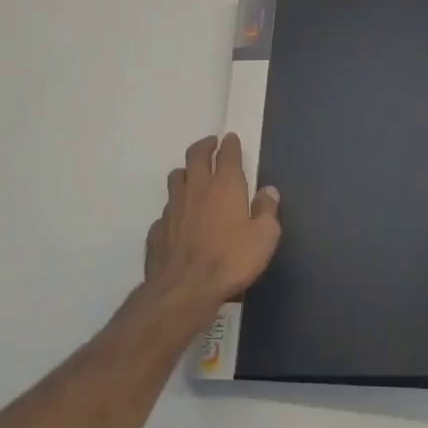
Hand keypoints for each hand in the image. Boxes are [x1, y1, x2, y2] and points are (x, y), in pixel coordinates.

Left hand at [143, 134, 281, 320]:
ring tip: (192, 175)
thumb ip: (267, 211)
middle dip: (204, 146)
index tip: (230, 138)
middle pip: (195, 156)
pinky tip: (179, 218)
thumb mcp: (264, 237)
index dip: (230, 144)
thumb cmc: (231, 259)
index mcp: (225, 186)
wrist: (185, 289)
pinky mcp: (158, 229)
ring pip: (176, 178)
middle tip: (210, 143)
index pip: (227, 155)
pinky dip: (174, 207)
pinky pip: (166, 210)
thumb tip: (269, 191)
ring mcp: (173, 208)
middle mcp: (196, 189)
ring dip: (185, 172)